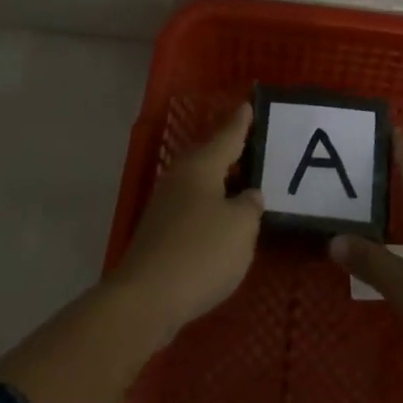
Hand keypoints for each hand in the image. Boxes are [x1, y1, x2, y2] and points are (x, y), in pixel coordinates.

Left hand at [109, 104, 263, 338]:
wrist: (146, 299)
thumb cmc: (200, 253)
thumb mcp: (241, 227)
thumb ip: (250, 206)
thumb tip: (248, 196)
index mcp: (200, 167)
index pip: (227, 136)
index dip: (241, 122)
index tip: (250, 103)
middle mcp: (180, 179)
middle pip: (210, 158)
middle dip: (232, 152)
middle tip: (257, 144)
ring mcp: (166, 206)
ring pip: (201, 184)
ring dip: (223, 182)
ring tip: (247, 182)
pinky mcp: (161, 233)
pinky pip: (194, 208)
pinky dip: (212, 207)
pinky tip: (226, 220)